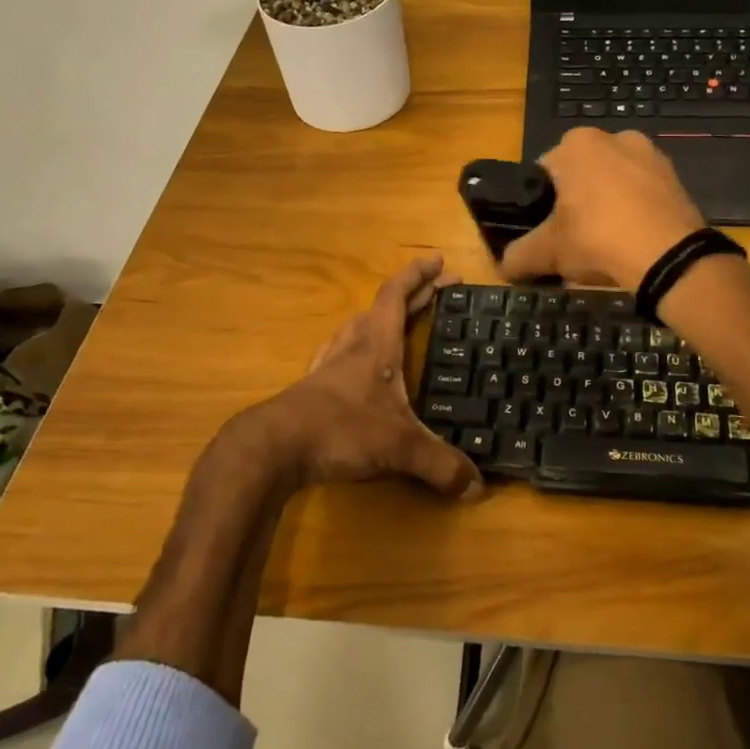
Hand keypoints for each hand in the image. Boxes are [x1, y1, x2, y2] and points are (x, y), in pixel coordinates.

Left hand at [232, 254, 483, 500]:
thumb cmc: (340, 430)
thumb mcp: (399, 447)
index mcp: (376, 345)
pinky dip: (356, 348)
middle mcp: (352, 346)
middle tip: (440, 289)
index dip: (419, 275)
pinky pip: (340, 354)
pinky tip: (355, 364)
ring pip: (356, 327)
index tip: (439, 260)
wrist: (272, 448)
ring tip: (398, 321)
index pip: (397, 294)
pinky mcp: (312, 389)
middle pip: (383, 308)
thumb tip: (477, 488)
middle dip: (414, 295)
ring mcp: (328, 366)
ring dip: (380, 318)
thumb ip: (440, 464)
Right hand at [499, 128, 707, 289]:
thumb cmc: (597, 239)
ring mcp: (650, 154)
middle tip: (574, 240)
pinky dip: (635, 211)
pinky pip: (643, 193)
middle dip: (576, 202)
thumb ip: (518, 255)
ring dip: (607, 205)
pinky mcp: (676, 177)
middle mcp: (614, 137)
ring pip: (614, 182)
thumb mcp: (548, 252)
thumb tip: (502, 266)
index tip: (546, 230)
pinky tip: (633, 241)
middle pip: (582, 175)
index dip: (540, 203)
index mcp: (577, 144)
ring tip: (606, 244)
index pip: (544, 170)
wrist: (669, 256)